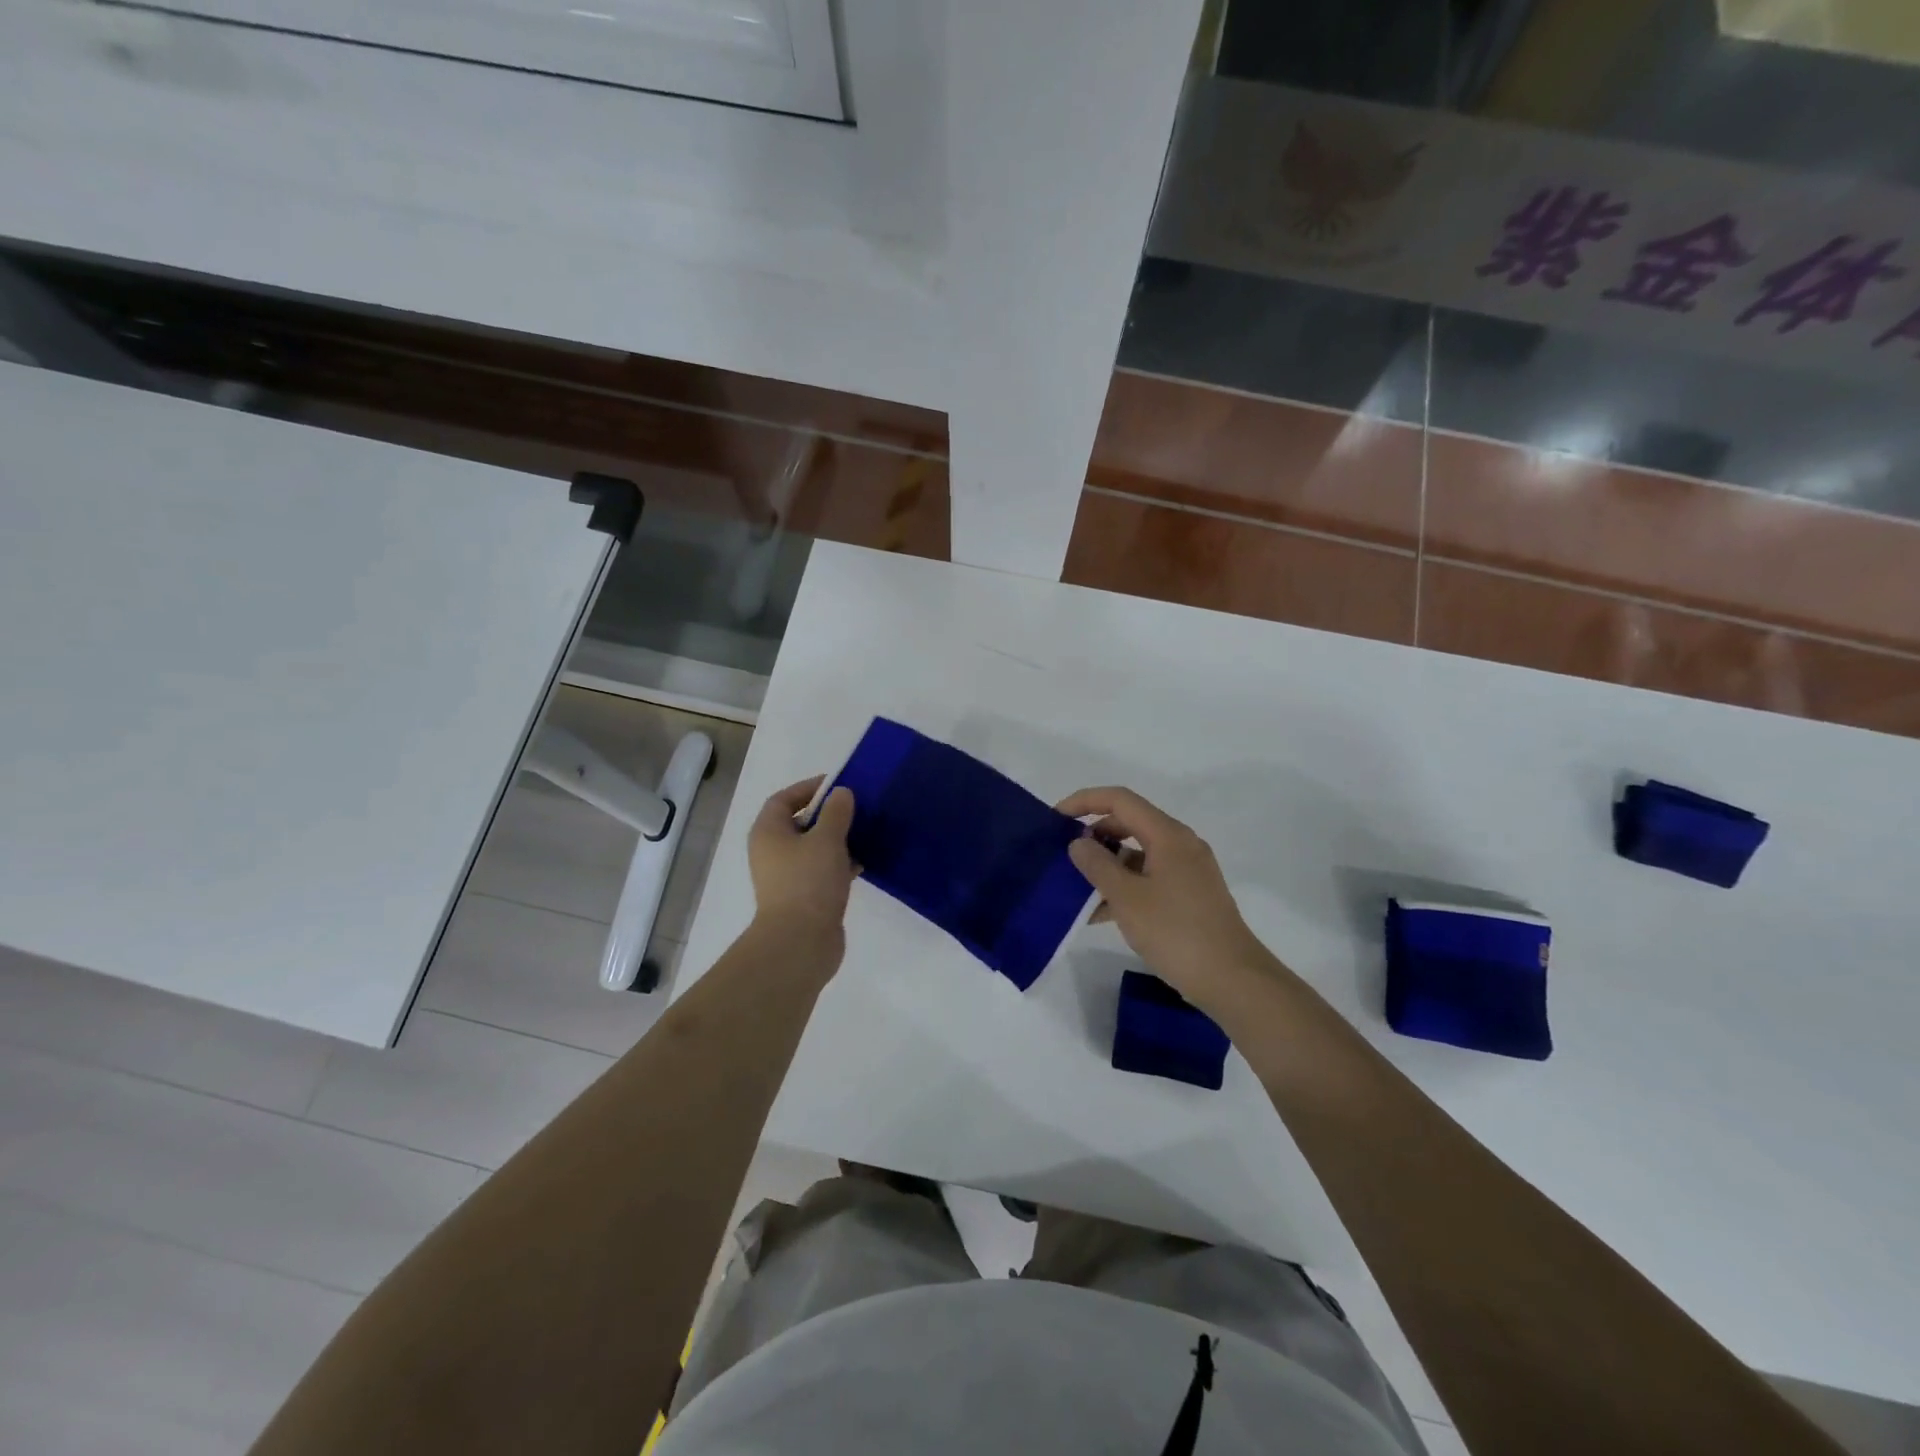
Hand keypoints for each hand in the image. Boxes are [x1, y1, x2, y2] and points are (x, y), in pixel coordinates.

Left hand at [748, 777, 856, 937]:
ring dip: (837, 840)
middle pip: (799, 822)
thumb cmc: (809, 881)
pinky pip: (822, 870)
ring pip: (813, 848)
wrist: (800, 942)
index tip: (838, 785)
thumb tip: (841, 794)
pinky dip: (840, 864)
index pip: (783, 799)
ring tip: (865, 833)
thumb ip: (836, 812)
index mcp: (768, 832)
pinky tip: (864, 863)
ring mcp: (787, 876)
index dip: (808, 788)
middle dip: (828, 814)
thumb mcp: (827, 839)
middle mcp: (772, 852)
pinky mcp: (804, 897)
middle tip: (857, 809)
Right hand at [1060, 786, 1272, 1015]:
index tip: (1056, 818)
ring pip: (1138, 853)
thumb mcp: (1127, 898)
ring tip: (1076, 887)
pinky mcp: (1189, 895)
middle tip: (1064, 853)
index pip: (1120, 800)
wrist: (1232, 979)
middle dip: (1094, 834)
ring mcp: (1187, 871)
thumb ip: (1097, 865)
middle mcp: (1180, 844)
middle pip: (1129, 822)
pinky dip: (1124, 885)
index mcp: (1168, 835)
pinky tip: (1100, 912)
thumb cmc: (1176, 932)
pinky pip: (1149, 877)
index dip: (1084, 801)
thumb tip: (1078, 843)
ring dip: (1107, 864)